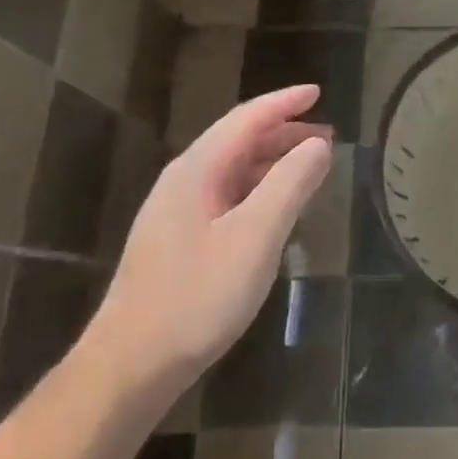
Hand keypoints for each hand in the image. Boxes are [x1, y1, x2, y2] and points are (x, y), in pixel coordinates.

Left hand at [80, 86, 332, 403]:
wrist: (130, 366)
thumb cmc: (197, 297)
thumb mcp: (255, 236)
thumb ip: (290, 184)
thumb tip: (319, 145)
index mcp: (197, 170)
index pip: (247, 119)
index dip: (284, 103)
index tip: (318, 92)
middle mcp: (183, 181)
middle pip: (238, 141)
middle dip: (283, 132)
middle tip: (327, 136)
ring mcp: (177, 213)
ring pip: (232, 170)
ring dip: (272, 162)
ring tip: (311, 167)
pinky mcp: (178, 242)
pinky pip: (226, 197)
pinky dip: (259, 190)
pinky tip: (276, 209)